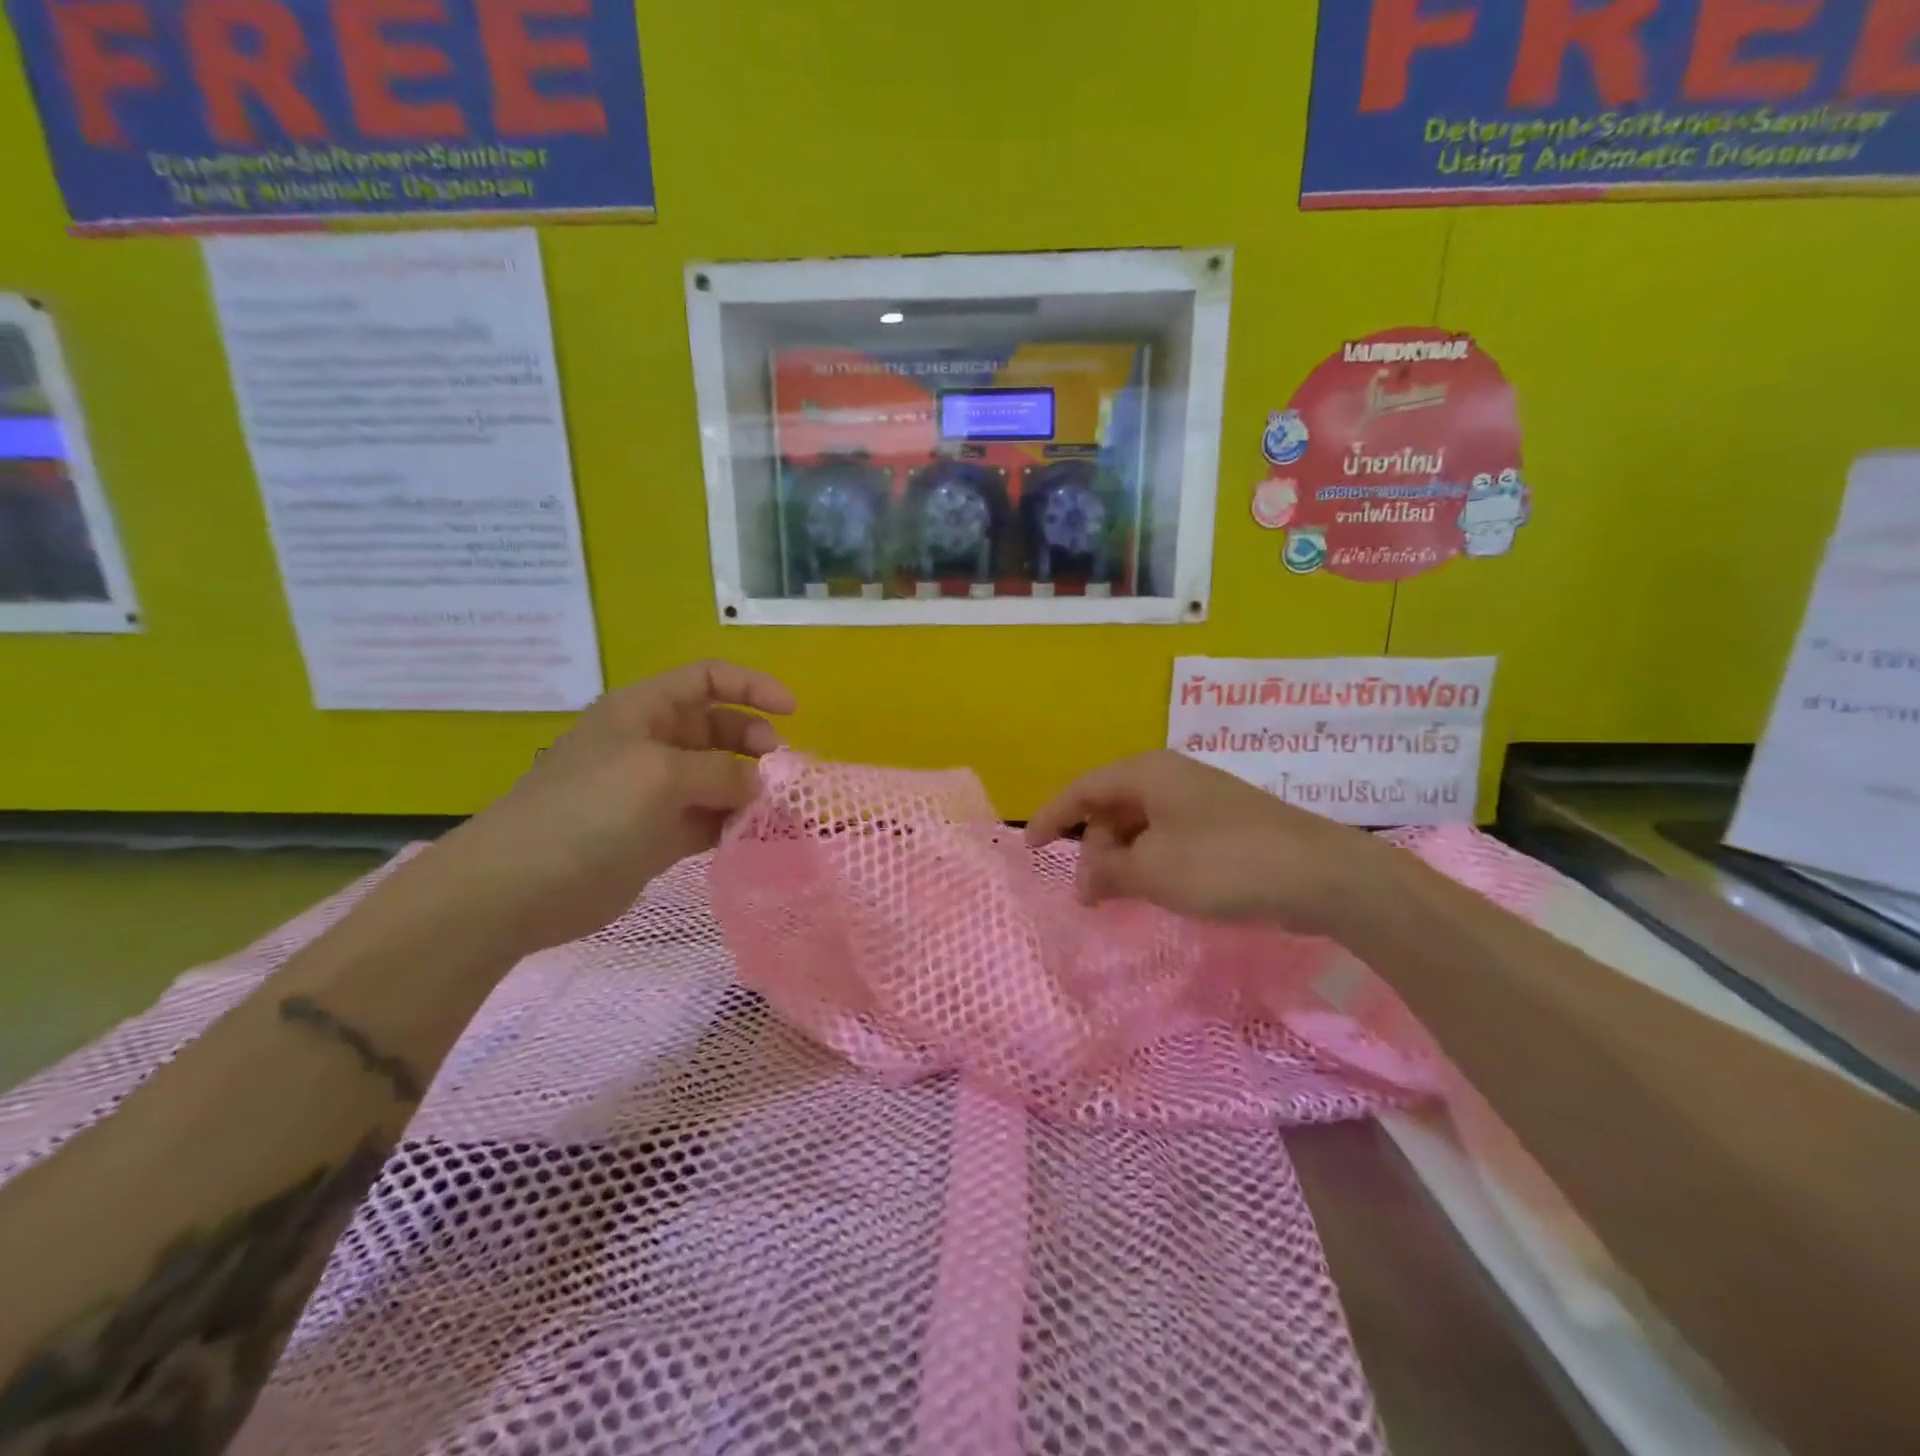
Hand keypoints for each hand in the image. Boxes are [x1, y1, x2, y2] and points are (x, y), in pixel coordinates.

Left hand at [421, 660, 794, 954]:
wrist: (520, 887)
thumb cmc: (589, 811)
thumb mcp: (661, 775)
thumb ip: (722, 771)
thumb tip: (759, 785)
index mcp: (645, 711)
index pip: (708, 679)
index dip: (752, 686)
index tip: (792, 712)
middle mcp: (653, 743)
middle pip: (720, 728)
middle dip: (755, 743)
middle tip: (780, 772)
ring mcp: (656, 791)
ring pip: (720, 777)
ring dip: (751, 788)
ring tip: (777, 810)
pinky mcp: (659, 834)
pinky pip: (710, 819)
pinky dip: (734, 824)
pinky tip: (755, 836)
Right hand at [1025, 750, 1392, 936]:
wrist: (1323, 875)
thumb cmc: (1224, 863)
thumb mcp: (1153, 872)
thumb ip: (1106, 873)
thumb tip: (1083, 880)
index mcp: (1147, 773)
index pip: (1083, 789)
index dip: (1052, 817)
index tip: (1030, 848)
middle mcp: (1171, 777)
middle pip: (1112, 806)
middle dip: (1094, 848)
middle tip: (1091, 894)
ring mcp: (1200, 800)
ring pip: (1141, 825)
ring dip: (1124, 859)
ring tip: (1122, 897)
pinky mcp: (1224, 825)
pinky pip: (1169, 838)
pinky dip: (1152, 862)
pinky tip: (1158, 890)